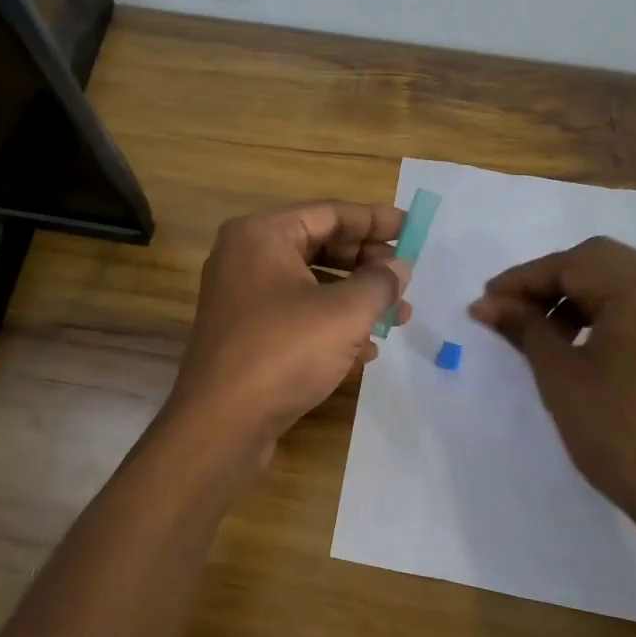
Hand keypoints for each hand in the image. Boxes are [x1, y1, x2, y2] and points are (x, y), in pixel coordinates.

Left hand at [169, 200, 411, 450]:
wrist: (222, 424)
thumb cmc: (285, 352)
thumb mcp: (345, 312)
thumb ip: (379, 282)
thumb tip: (399, 267)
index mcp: (262, 235)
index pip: (329, 213)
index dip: (375, 220)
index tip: (413, 228)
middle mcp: (246, 258)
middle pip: (319, 246)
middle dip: (367, 263)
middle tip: (405, 276)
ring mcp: (243, 299)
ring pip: (311, 285)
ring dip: (356, 298)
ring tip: (398, 316)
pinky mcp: (246, 336)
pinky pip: (297, 316)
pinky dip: (332, 325)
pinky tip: (367, 349)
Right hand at [468, 237, 635, 532]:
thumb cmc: (618, 435)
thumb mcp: (561, 376)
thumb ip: (524, 327)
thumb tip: (485, 304)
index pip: (574, 264)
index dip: (524, 279)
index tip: (487, 300)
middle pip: (600, 263)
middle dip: (550, 283)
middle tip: (511, 311)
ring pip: (623, 279)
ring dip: (577, 295)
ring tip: (542, 331)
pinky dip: (608, 310)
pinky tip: (581, 339)